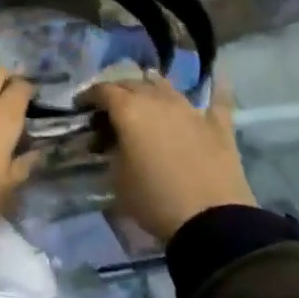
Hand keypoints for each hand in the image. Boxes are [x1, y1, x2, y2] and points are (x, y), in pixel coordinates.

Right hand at [83, 73, 250, 242]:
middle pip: (132, 83)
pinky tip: (219, 76)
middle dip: (117, 91)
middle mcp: (158, 100)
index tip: (80, 106)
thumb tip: (112, 142)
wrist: (212, 221)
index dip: (88, 96)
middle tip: (109, 108)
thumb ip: (111, 151)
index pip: (102, 90)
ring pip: (165, 85)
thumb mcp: (117, 179)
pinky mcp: (218, 125)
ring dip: (151, 87)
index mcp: (128, 110)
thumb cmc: (154, 200)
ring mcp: (190, 110)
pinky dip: (215, 87)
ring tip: (145, 96)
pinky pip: (218, 99)